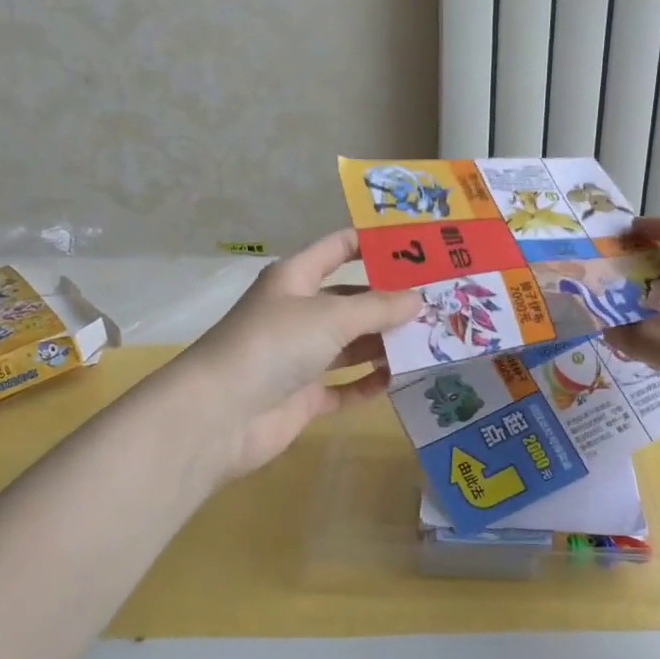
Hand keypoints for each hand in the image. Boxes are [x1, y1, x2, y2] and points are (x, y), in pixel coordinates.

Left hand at [167, 230, 419, 481]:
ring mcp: (300, 356)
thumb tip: (418, 299)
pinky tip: (398, 381)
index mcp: (296, 279)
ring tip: (431, 341)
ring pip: (351, 344)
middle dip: (390, 301)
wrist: (220, 415)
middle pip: (351, 300)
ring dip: (384, 344)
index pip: (338, 248)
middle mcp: (298, 313)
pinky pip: (343, 387)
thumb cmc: (274, 345)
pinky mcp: (303, 396)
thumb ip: (378, 308)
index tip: (417, 246)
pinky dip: (367, 384)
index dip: (373, 244)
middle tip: (439, 303)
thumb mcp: (331, 316)